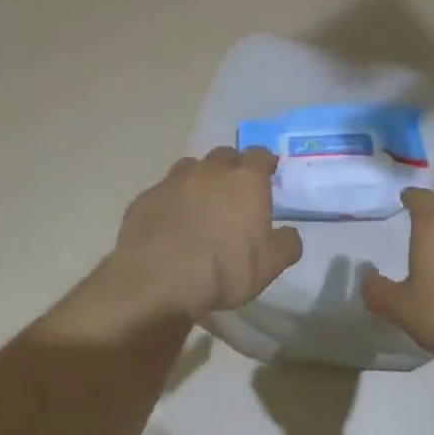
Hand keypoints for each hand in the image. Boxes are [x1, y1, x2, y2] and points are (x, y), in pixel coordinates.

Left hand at [112, 147, 302, 319]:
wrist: (160, 279)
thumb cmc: (225, 268)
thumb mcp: (271, 265)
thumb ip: (286, 244)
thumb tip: (289, 234)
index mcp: (245, 180)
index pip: (260, 155)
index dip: (265, 163)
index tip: (267, 173)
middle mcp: (209, 171)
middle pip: (224, 156)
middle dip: (231, 168)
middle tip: (234, 191)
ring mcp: (172, 181)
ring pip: (190, 169)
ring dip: (198, 180)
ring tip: (200, 205)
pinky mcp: (144, 198)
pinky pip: (163, 193)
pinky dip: (170, 202)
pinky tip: (170, 225)